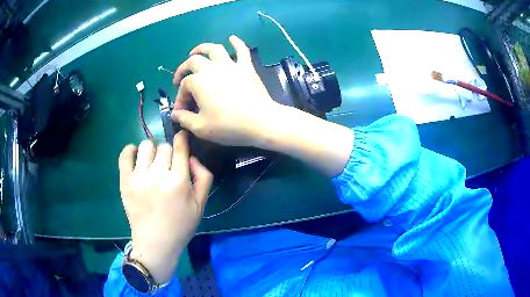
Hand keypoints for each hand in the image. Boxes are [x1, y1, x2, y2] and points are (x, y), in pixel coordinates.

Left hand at [118, 131, 212, 283]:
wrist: (155, 243)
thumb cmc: (180, 226)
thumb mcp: (200, 205)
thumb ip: (203, 177)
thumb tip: (192, 157)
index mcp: (178, 181)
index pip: (180, 148)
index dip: (182, 139)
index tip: (182, 137)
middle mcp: (157, 175)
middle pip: (164, 147)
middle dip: (169, 153)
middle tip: (168, 166)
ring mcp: (138, 177)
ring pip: (146, 146)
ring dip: (152, 150)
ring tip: (152, 163)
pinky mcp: (125, 181)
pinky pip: (125, 155)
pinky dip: (130, 150)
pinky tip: (135, 156)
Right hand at [171, 35, 279, 146]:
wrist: (259, 121)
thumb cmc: (228, 125)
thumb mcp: (201, 127)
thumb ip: (184, 119)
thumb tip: (174, 114)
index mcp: (198, 82)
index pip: (184, 86)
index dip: (180, 98)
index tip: (181, 111)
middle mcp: (212, 68)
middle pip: (194, 62)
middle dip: (183, 68)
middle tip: (180, 77)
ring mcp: (231, 65)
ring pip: (214, 49)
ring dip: (203, 48)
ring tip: (195, 51)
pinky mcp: (246, 67)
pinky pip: (242, 50)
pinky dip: (237, 43)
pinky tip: (232, 38)